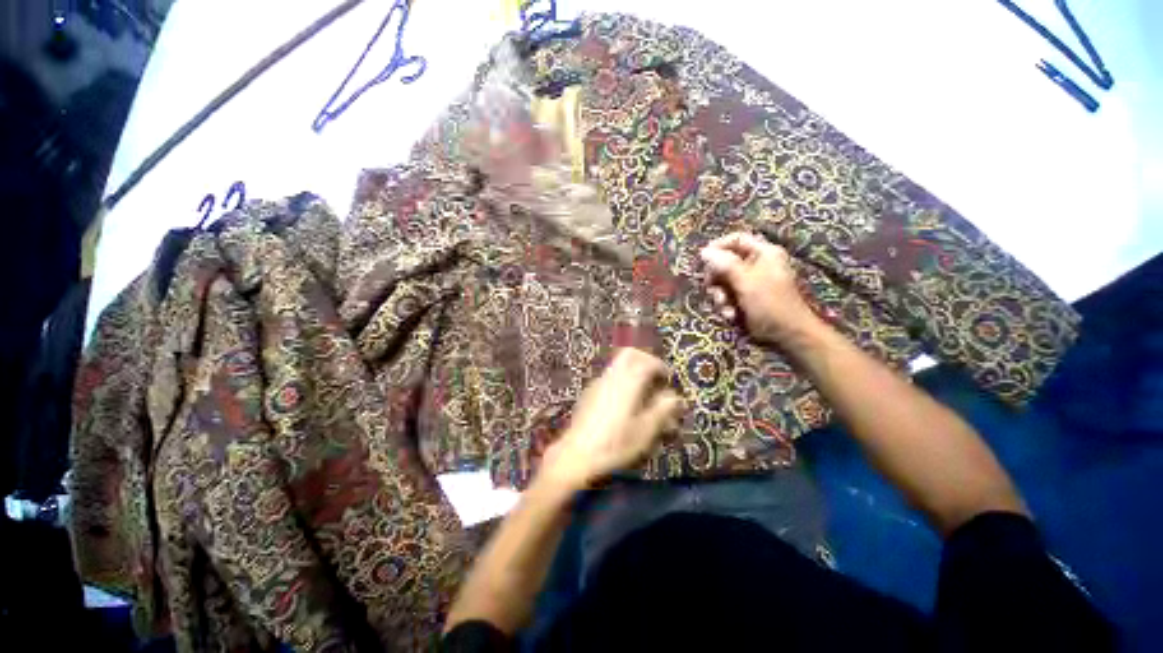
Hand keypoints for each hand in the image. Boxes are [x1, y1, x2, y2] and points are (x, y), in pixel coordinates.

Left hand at [540, 349, 683, 490]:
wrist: (576, 454)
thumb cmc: (615, 444)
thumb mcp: (645, 431)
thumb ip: (662, 410)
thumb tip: (674, 397)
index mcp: (628, 382)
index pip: (647, 361)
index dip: (661, 367)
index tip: (668, 380)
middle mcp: (612, 376)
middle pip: (629, 354)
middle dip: (645, 360)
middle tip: (654, 377)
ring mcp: (597, 383)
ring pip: (618, 365)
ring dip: (633, 371)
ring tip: (642, 393)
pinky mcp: (589, 392)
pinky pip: (609, 377)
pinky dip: (621, 380)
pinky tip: (624, 403)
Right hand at [699, 232, 824, 347]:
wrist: (787, 334)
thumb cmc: (770, 303)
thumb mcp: (746, 281)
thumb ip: (724, 264)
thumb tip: (703, 251)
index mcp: (763, 253)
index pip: (735, 239)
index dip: (718, 247)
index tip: (703, 260)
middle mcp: (757, 264)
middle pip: (725, 261)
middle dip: (716, 278)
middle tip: (712, 288)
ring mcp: (751, 282)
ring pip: (723, 281)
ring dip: (719, 295)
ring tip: (725, 307)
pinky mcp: (746, 298)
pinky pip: (727, 295)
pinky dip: (726, 305)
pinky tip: (730, 315)